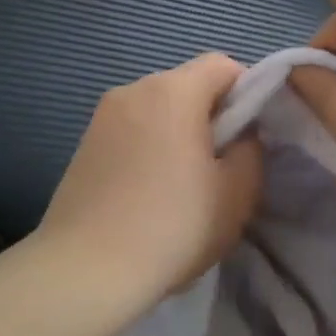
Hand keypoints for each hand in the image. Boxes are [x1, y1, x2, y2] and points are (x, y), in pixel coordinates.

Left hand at [37, 53, 262, 311]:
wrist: (85, 271)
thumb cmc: (173, 227)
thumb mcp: (237, 193)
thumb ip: (251, 150)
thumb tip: (240, 136)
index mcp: (172, 91)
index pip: (223, 65)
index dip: (247, 92)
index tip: (252, 135)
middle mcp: (133, 90)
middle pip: (187, 85)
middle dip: (212, 114)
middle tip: (223, 164)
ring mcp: (102, 117)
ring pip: (158, 110)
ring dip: (179, 132)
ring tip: (184, 183)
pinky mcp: (83, 145)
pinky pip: (132, 131)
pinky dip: (150, 147)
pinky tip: (150, 192)